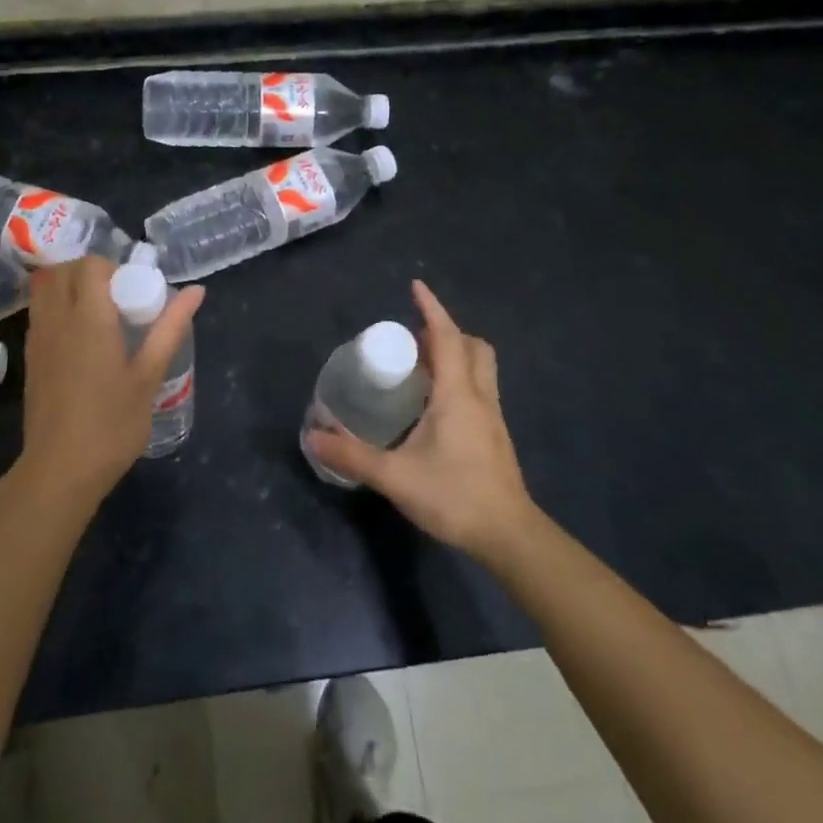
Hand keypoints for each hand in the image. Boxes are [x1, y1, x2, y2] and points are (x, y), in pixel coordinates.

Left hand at [16, 256, 203, 511]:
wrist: (60, 470)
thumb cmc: (112, 423)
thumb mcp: (149, 375)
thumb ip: (170, 328)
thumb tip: (197, 291)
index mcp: (89, 317)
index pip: (91, 265)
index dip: (113, 267)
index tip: (133, 290)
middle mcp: (57, 318)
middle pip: (64, 270)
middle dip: (90, 271)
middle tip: (118, 297)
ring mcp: (38, 338)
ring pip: (46, 289)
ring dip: (70, 286)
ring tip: (98, 313)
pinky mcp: (30, 358)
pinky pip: (40, 313)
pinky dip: (57, 308)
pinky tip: (81, 338)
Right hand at [305, 280, 537, 561]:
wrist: (508, 535)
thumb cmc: (454, 496)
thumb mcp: (395, 477)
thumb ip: (353, 457)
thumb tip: (314, 437)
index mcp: (456, 394)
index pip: (446, 338)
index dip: (431, 309)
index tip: (415, 287)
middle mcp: (479, 396)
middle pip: (472, 346)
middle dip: (446, 333)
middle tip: (414, 341)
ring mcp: (492, 416)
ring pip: (480, 367)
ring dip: (456, 355)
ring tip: (421, 369)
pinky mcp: (495, 435)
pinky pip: (479, 389)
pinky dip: (460, 380)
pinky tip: (436, 407)